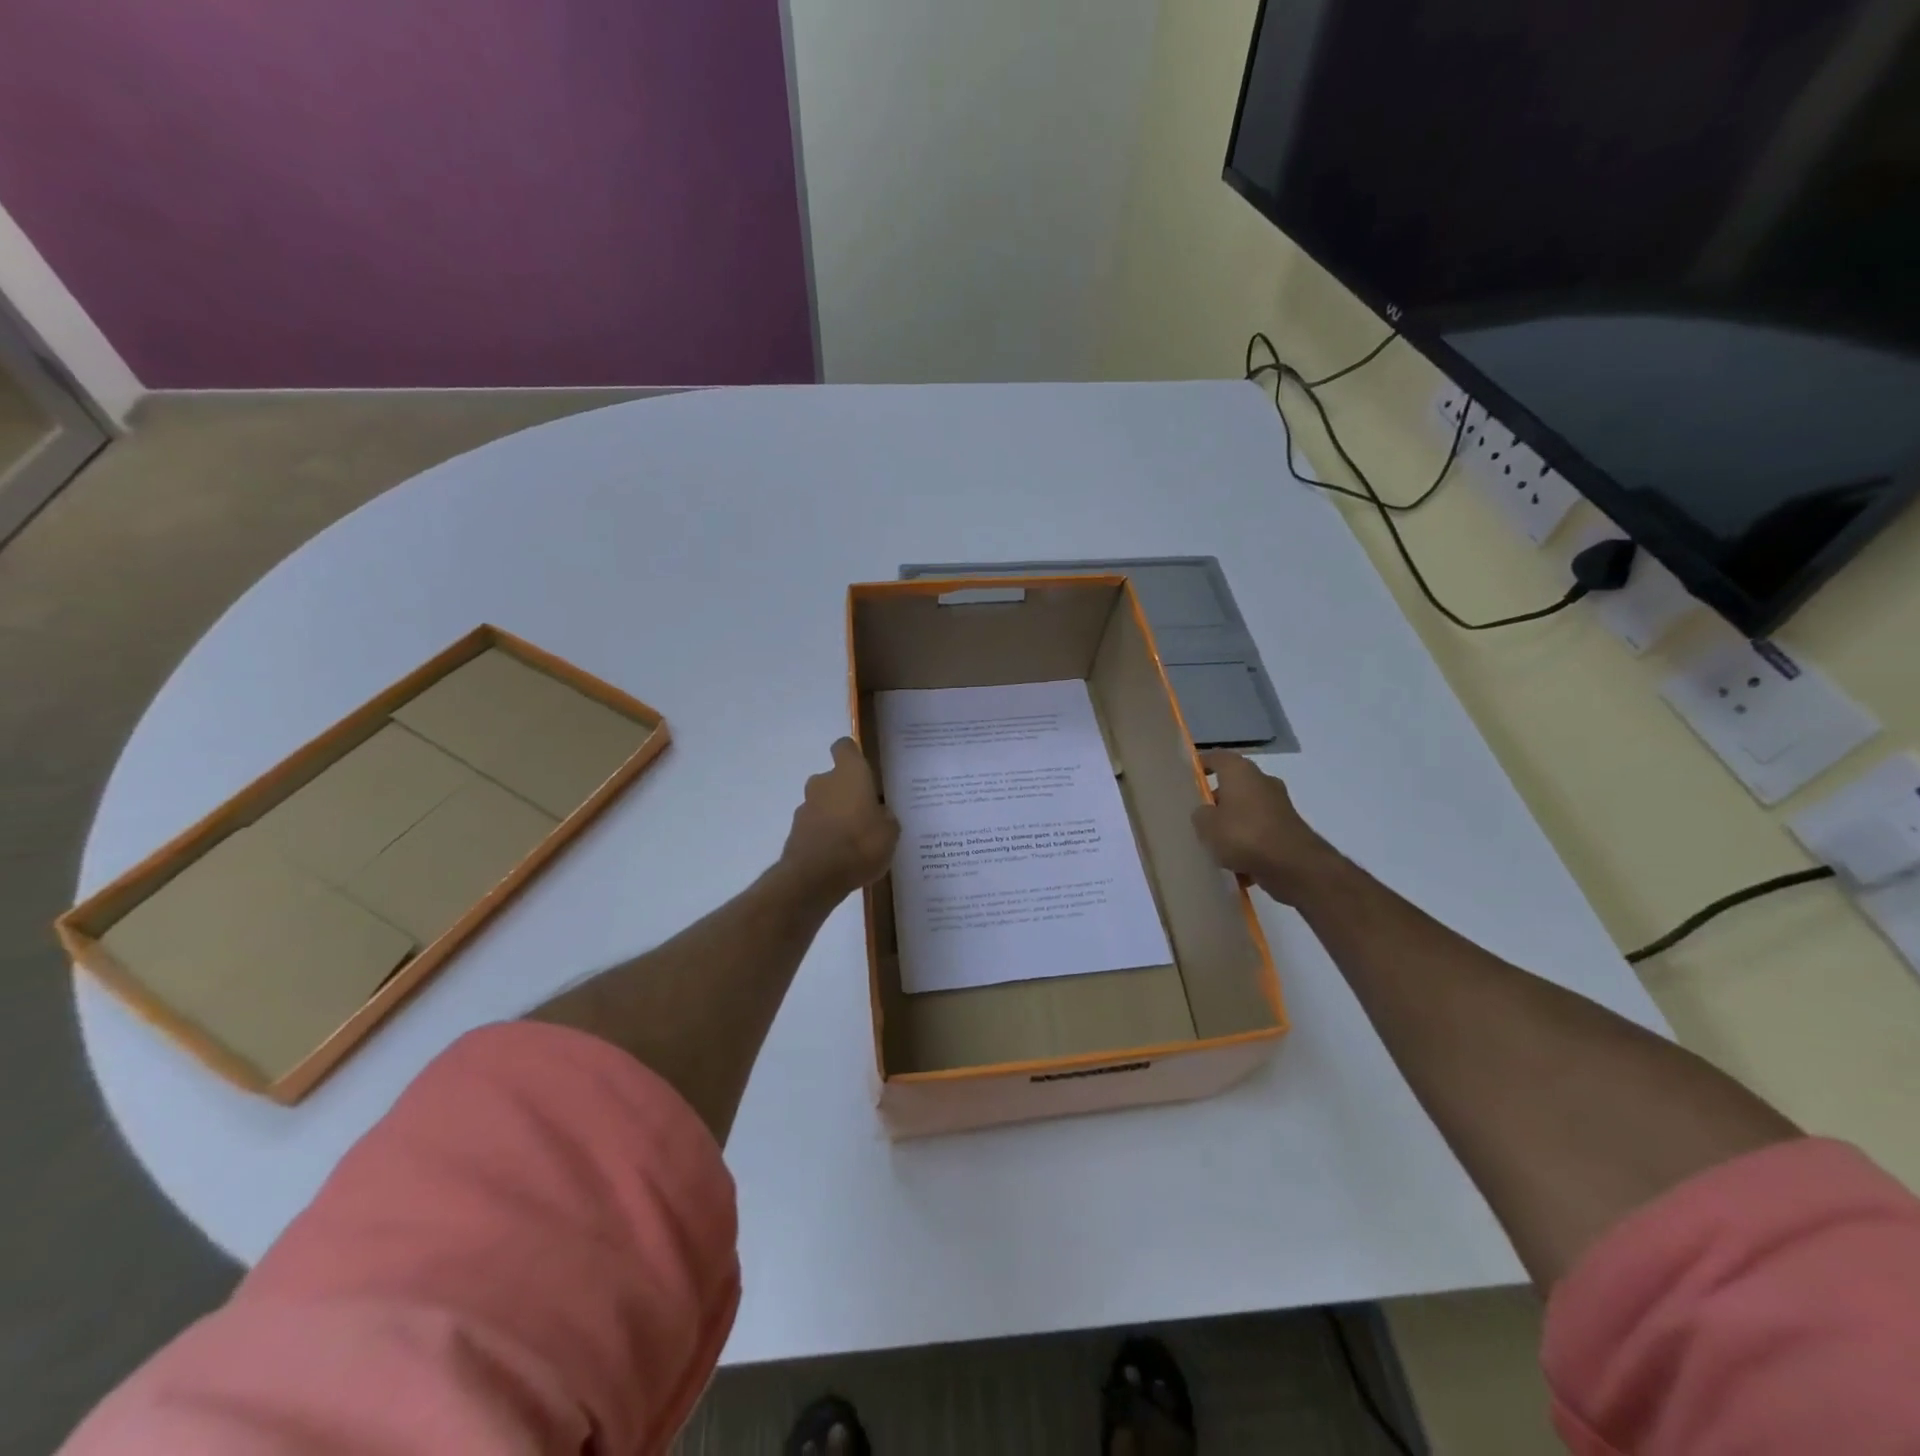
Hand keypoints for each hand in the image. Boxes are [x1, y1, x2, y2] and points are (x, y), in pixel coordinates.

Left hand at [779, 738, 899, 903]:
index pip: (845, 747)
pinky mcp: (795, 831)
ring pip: (824, 804)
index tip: (864, 769)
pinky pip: (815, 827)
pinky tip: (840, 857)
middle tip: (867, 815)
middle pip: (834, 779)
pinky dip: (825, 836)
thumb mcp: (890, 832)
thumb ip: (885, 817)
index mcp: (849, 774)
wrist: (814, 877)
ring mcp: (805, 807)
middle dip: (847, 794)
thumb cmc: (860, 844)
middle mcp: (823, 782)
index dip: (853, 755)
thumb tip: (878, 813)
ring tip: (854, 842)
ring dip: (835, 816)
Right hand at [1190, 751, 1340, 902]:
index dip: (1202, 764)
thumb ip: (1200, 815)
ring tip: (1215, 842)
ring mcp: (1278, 804)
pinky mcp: (1288, 828)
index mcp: (1240, 771)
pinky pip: (1260, 829)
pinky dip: (1249, 840)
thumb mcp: (1206, 826)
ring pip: (1247, 808)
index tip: (1189, 776)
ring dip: (1233, 820)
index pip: (1217, 757)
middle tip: (1199, 814)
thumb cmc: (1244, 835)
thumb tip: (1205, 813)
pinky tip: (1236, 860)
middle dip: (1217, 797)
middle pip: (1234, 783)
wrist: (1294, 865)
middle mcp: (1262, 781)